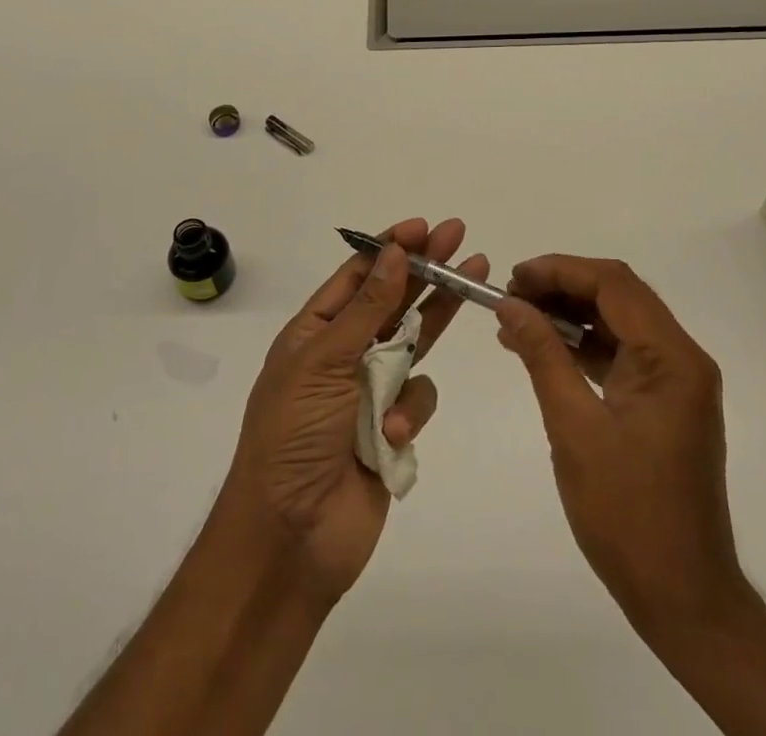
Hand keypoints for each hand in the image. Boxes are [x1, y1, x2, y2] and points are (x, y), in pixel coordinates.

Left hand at [225, 217, 486, 605]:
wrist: (289, 539)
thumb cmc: (293, 436)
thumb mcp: (323, 362)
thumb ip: (366, 309)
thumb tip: (395, 254)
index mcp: (314, 332)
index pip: (357, 276)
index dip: (390, 248)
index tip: (422, 226)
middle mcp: (343, 355)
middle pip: (394, 300)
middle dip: (426, 268)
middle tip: (460, 236)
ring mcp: (370, 391)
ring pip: (415, 342)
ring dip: (438, 316)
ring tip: (476, 279)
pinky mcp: (392, 428)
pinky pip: (418, 397)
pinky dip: (411, 410)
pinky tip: (393, 430)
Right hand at [494, 255, 747, 643]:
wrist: (683, 598)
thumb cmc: (628, 514)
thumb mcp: (574, 428)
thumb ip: (543, 355)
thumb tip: (510, 304)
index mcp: (672, 358)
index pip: (614, 285)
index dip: (560, 270)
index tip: (514, 277)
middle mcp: (682, 358)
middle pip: (618, 296)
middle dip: (562, 287)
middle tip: (511, 296)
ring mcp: (675, 381)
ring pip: (618, 322)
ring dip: (569, 315)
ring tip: (517, 319)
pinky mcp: (663, 403)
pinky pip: (620, 354)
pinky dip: (582, 346)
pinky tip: (543, 350)